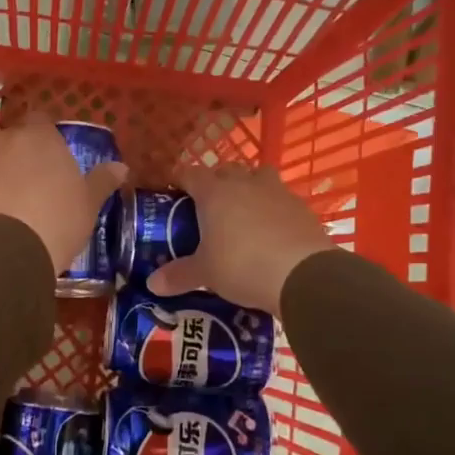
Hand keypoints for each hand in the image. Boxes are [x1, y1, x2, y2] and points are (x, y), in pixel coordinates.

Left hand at [0, 114, 126, 275]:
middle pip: (1, 131)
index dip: (42, 135)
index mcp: (38, 137)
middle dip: (7, 146)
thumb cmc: (56, 221)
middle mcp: (1, 139)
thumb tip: (122, 167)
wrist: (5, 250)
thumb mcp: (88, 204)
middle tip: (20, 174)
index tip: (49, 154)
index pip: (39, 119)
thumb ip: (101, 182)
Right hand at [147, 162, 333, 315]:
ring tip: (243, 213)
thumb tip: (152, 284)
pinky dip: (273, 208)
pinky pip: (281, 198)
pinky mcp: (301, 207)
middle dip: (216, 182)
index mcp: (214, 192)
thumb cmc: (242, 266)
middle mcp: (245, 183)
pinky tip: (272, 231)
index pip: (190, 174)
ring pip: (258, 176)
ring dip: (249, 187)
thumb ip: (179, 275)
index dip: (180, 180)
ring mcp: (277, 191)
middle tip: (208, 207)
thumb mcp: (206, 274)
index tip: (173, 192)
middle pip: (226, 170)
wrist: (302, 274)